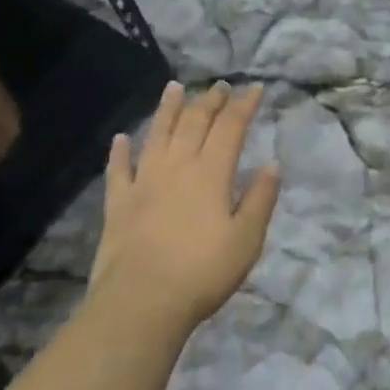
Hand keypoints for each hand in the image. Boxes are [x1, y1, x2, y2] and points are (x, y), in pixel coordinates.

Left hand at [88, 80, 280, 331]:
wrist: (140, 303)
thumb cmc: (201, 272)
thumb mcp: (246, 240)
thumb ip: (260, 199)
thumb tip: (271, 165)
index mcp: (211, 172)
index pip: (231, 127)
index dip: (244, 105)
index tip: (255, 88)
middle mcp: (177, 166)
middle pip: (194, 122)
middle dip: (210, 101)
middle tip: (220, 86)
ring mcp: (144, 182)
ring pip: (157, 134)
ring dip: (167, 109)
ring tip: (174, 88)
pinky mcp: (118, 203)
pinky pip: (118, 170)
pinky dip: (120, 151)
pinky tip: (121, 138)